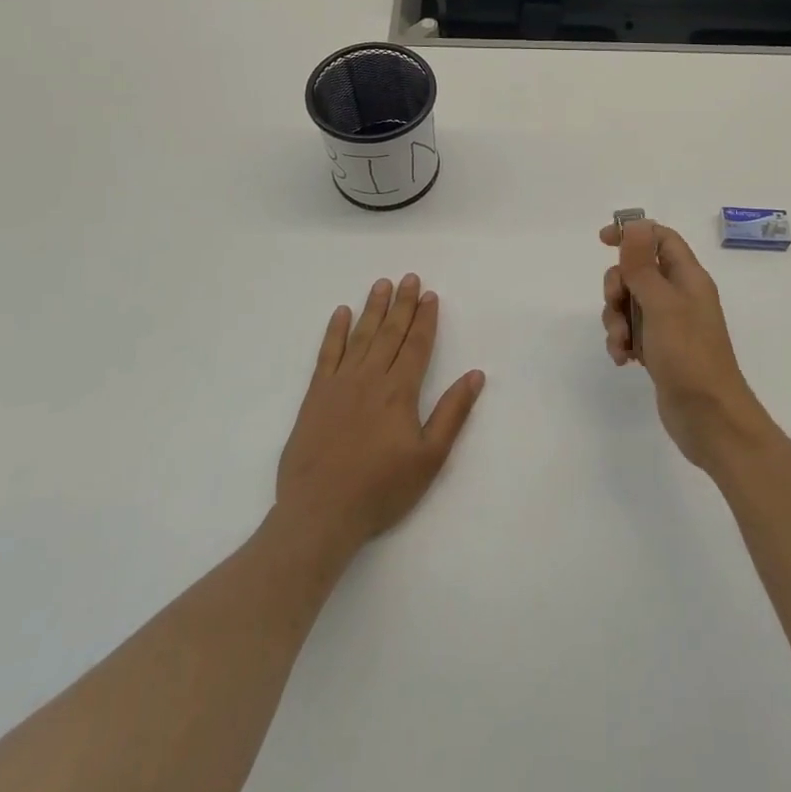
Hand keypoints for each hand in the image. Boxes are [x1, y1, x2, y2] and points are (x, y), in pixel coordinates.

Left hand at [276, 274, 484, 550]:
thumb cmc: (381, 489)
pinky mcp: (315, 396)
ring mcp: (339, 384)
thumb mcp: (429, 457)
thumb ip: (452, 413)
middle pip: (389, 333)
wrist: (320, 513)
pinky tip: (341, 313)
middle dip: (402, 304)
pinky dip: (335, 332)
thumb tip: (475, 375)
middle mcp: (370, 378)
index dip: (425, 319)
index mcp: (400, 391)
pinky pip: (326, 354)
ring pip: (360, 336)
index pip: (416, 345)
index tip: (430, 295)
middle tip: (409, 278)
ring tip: (381, 284)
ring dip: (373, 309)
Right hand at [600, 220, 769, 469]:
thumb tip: (634, 223)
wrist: (710, 418)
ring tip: (621, 344)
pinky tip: (623, 360)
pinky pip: (631, 332)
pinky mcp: (660, 350)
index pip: (660, 238)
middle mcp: (680, 296)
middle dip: (617, 287)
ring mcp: (670, 324)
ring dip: (616, 320)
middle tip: (616, 305)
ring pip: (630, 304)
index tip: (602, 241)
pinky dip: (622, 341)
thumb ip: (643, 265)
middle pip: (638, 271)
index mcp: (688, 278)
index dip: (632, 234)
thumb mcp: (661, 304)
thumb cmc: (689, 355)